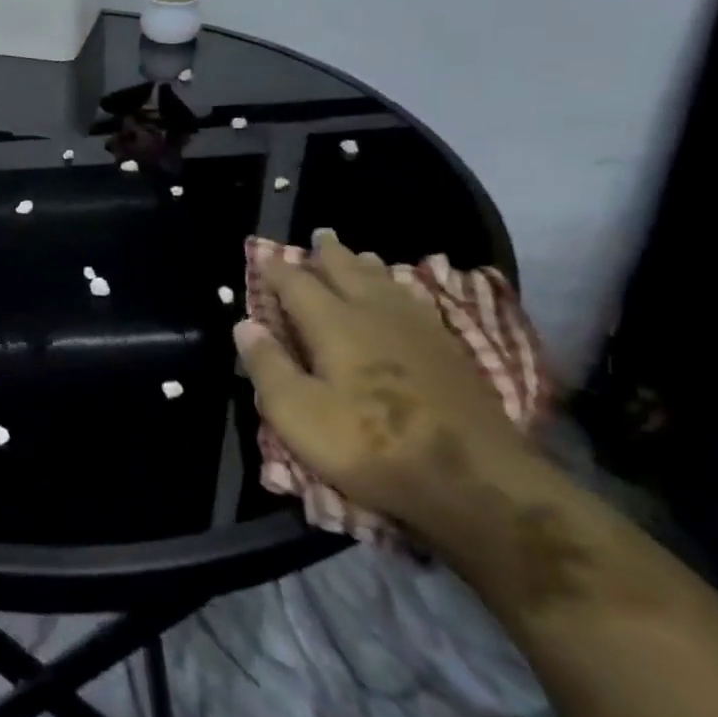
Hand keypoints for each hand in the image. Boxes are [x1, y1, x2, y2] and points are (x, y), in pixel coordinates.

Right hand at [232, 232, 539, 539]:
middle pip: (348, 271)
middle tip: (319, 236)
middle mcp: (374, 313)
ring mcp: (418, 330)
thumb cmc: (369, 445)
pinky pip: (417, 302)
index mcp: (333, 324)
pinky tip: (405, 296)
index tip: (262, 256)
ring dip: (367, 266)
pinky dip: (401, 289)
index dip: (276, 269)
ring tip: (359, 256)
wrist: (472, 480)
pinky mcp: (450, 351)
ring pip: (387, 282)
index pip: (296, 284)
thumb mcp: (297, 414)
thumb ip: (268, 366)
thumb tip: (245, 324)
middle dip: (328, 254)